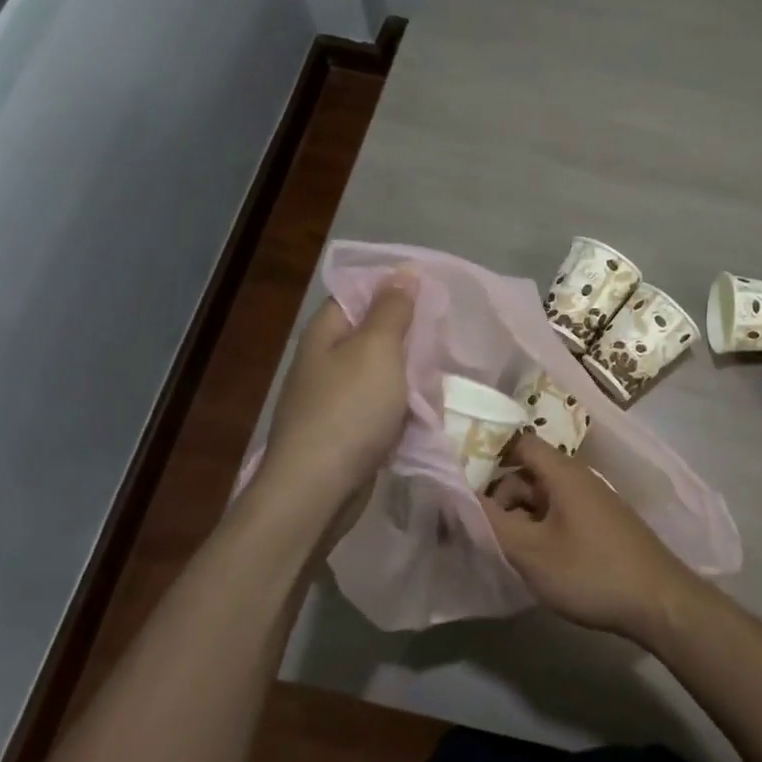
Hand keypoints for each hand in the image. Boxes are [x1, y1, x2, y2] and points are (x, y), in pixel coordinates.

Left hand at [258, 273, 415, 523]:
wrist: (317, 490)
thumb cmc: (349, 410)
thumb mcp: (377, 350)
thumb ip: (393, 309)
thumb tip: (404, 271)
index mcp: (325, 332)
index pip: (359, 293)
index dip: (394, 288)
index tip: (433, 292)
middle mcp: (324, 360)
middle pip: (372, 333)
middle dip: (408, 335)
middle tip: (444, 336)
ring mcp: (332, 398)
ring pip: (380, 372)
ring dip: (409, 374)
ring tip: (440, 374)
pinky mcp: (344, 431)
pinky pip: (379, 406)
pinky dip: (401, 406)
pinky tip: (424, 410)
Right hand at [481, 434, 702, 641]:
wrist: (659, 602)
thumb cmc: (590, 571)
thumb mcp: (532, 551)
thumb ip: (492, 522)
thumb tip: (461, 495)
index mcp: (563, 473)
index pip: (520, 443)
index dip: (489, 455)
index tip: (464, 482)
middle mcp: (580, 478)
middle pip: (529, 472)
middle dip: (502, 497)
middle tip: (483, 531)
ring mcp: (594, 501)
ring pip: (544, 497)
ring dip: (521, 517)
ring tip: (506, 551)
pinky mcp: (603, 524)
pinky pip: (562, 514)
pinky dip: (542, 528)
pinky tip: (536, 559)